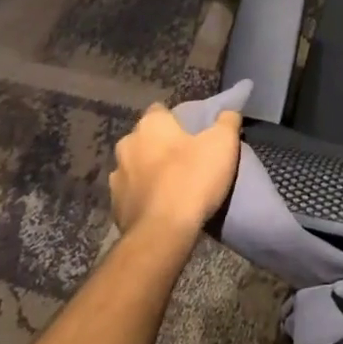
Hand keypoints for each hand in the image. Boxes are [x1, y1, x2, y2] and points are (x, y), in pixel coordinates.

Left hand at [110, 103, 243, 246]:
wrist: (163, 233)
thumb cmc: (193, 178)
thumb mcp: (223, 143)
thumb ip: (227, 121)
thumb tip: (228, 112)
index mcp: (150, 125)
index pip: (160, 111)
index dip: (176, 119)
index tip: (192, 132)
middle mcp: (127, 145)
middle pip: (146, 139)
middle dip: (160, 146)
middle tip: (185, 158)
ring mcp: (116, 178)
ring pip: (136, 167)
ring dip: (149, 172)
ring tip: (172, 185)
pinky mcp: (114, 208)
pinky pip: (132, 195)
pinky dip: (144, 197)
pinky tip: (161, 207)